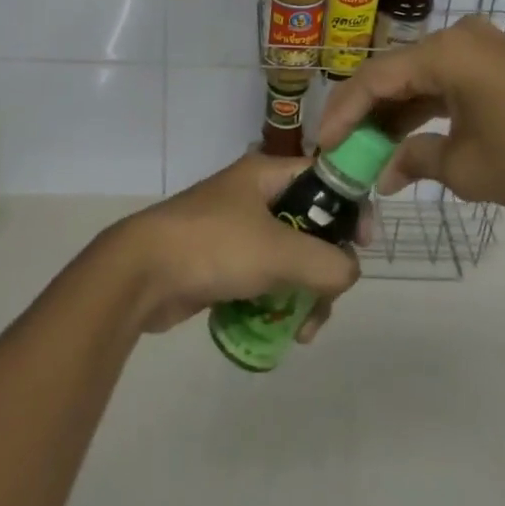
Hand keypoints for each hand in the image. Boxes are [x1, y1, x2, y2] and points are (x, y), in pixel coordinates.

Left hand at [106, 155, 363, 340]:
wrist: (141, 274)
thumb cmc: (213, 246)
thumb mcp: (279, 251)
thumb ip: (327, 263)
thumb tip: (349, 273)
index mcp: (266, 174)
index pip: (324, 176)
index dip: (350, 205)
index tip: (363, 244)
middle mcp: (254, 195)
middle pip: (311, 224)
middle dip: (326, 266)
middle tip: (328, 299)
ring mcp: (237, 230)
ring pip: (290, 258)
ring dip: (305, 293)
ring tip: (303, 329)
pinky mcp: (223, 263)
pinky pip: (266, 279)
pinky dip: (278, 302)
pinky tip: (282, 331)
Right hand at [318, 17, 504, 217]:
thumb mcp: (466, 168)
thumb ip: (415, 160)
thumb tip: (385, 172)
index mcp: (444, 51)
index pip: (375, 77)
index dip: (343, 112)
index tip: (321, 146)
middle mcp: (458, 37)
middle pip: (396, 73)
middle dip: (367, 113)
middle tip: (341, 149)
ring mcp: (482, 47)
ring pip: (421, 77)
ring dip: (396, 113)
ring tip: (369, 150)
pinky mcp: (499, 63)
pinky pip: (448, 81)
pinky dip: (427, 109)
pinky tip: (410, 140)